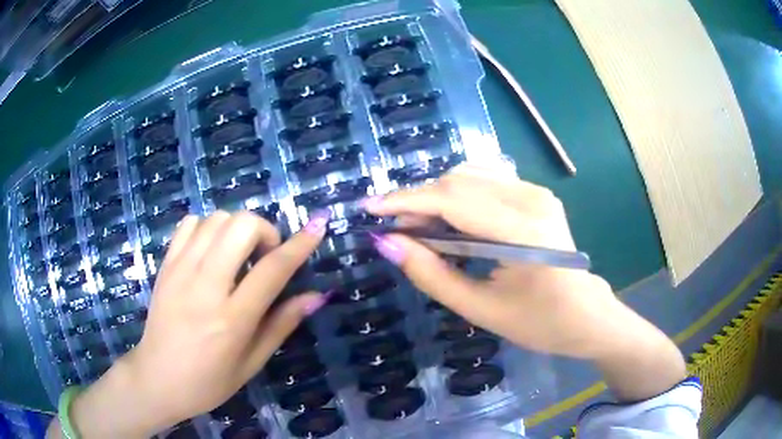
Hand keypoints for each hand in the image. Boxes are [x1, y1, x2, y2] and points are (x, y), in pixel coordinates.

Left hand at [57, 210, 331, 437]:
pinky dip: (208, 227)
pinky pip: (190, 224)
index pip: (272, 270)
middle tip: (264, 256)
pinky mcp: (165, 266)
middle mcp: (205, 287)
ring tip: (238, 255)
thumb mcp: (252, 363)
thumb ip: (282, 324)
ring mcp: (180, 271)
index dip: (299, 245)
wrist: (157, 378)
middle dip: (264, 231)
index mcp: (232, 319)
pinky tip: (211, 251)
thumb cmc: (209, 381)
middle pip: (241, 227)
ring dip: (237, 228)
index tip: (317, 226)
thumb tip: (316, 296)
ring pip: (216, 219)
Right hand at [365, 164, 684, 400]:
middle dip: (418, 200)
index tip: (368, 208)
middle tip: (393, 229)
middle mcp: (532, 198)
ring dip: (436, 197)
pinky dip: (457, 197)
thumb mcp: (481, 310)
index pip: (453, 200)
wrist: (588, 316)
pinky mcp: (536, 194)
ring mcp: (537, 192)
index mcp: (524, 231)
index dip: (406, 201)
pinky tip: (447, 221)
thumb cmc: (541, 324)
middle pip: (460, 181)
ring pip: (471, 176)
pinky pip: (486, 183)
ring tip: (416, 227)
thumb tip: (386, 243)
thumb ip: (432, 275)